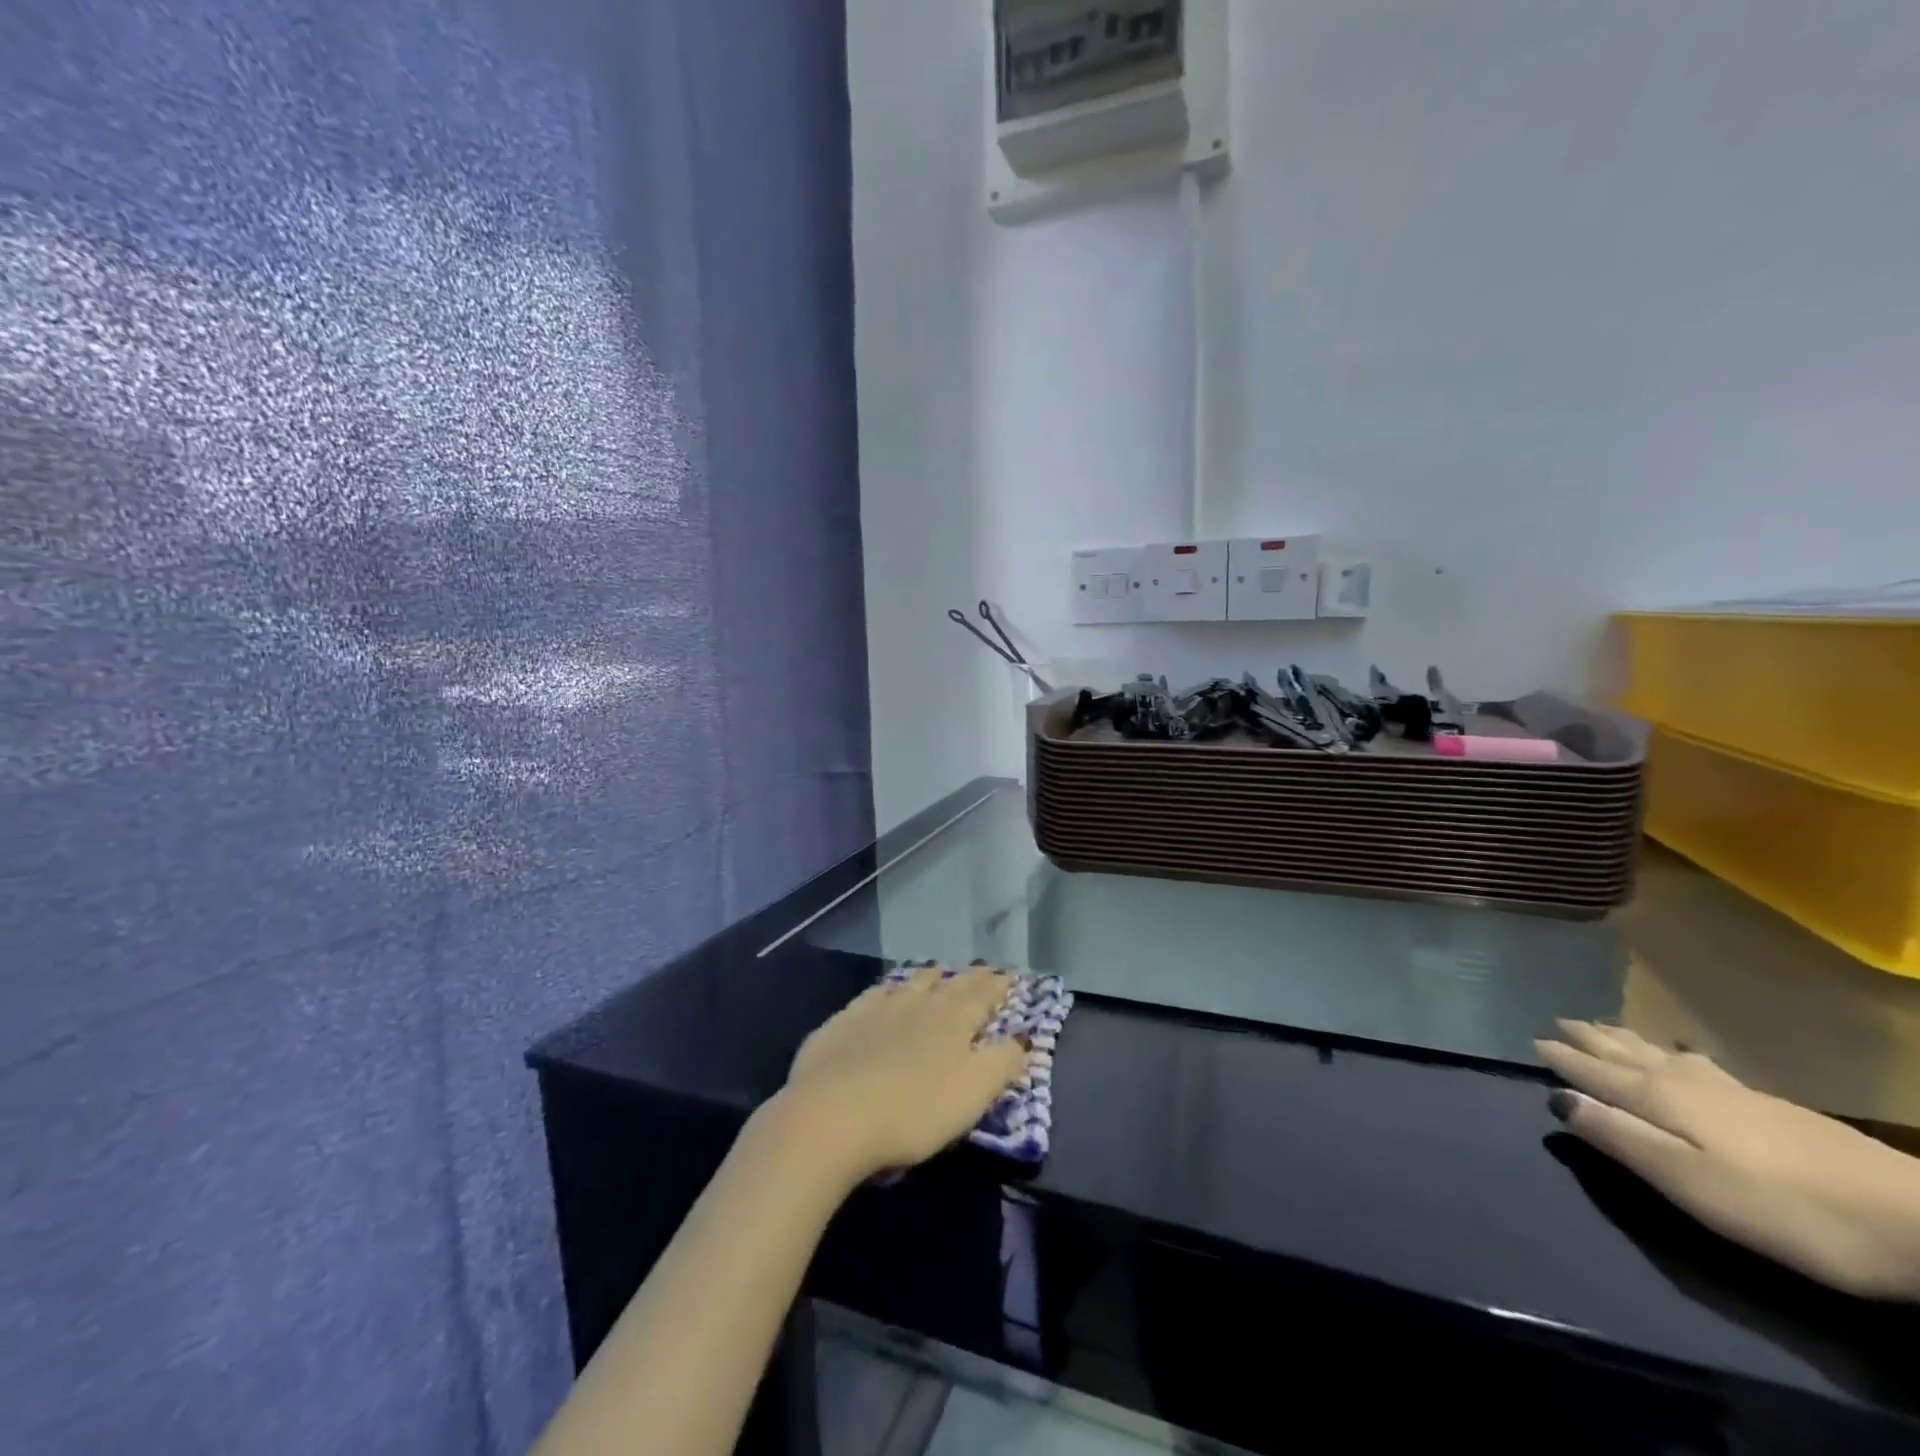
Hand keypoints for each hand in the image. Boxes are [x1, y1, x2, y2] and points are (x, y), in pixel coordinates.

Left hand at [766, 965, 1027, 1187]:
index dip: (996, 987)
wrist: (833, 1115)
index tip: (1007, 976)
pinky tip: (883, 992)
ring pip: (909, 984)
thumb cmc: (914, 1110)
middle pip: (947, 985)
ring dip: (926, 977)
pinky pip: (871, 997)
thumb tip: (1023, 1037)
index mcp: (953, 1021)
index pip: (981, 996)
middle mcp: (917, 1004)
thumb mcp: (973, 1093)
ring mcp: (876, 1010)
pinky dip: (885, 990)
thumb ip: (1002, 1062)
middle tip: (978, 969)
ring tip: (936, 971)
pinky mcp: (842, 1024)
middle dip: (967, 978)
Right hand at [1537, 1020, 1919, 1300]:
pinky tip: (1683, 1056)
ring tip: (1605, 1028)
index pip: (1596, 1073)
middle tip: (1560, 1021)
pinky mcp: (1771, 1108)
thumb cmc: (1782, 1207)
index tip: (1532, 1041)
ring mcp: (1734, 1093)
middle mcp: (1687, 1084)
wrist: (1918, 1222)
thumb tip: (1557, 1097)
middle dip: (1591, 1039)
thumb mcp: (1687, 1182)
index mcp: (1659, 1100)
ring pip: (1662, 1055)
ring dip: (1628, 1041)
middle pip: (1627, 1055)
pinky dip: (1672, 1053)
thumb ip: (1618, 1137)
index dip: (1563, 1060)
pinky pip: (1698, 1064)